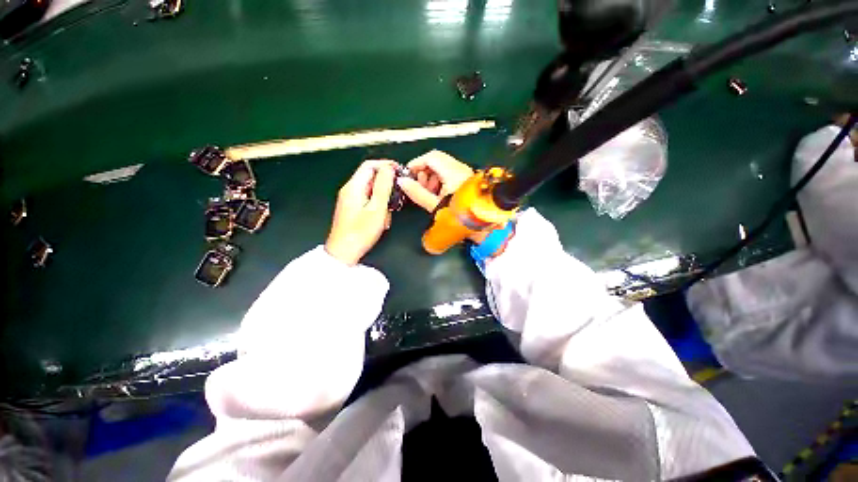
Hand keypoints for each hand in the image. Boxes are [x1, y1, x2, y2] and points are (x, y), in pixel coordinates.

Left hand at [325, 160, 395, 265]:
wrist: (344, 252)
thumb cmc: (361, 232)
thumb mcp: (377, 208)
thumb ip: (383, 187)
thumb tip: (389, 168)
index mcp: (353, 186)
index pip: (370, 165)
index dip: (386, 165)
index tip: (400, 172)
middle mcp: (350, 190)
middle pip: (371, 177)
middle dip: (386, 186)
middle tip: (398, 196)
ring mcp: (350, 199)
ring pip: (371, 190)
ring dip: (383, 199)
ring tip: (388, 213)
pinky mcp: (352, 208)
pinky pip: (368, 200)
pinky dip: (377, 207)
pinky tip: (381, 219)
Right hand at [396, 150, 473, 212]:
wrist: (480, 223)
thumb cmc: (459, 215)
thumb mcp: (435, 205)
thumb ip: (417, 192)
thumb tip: (403, 182)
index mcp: (453, 172)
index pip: (430, 157)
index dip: (416, 164)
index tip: (408, 175)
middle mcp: (460, 168)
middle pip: (436, 160)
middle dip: (424, 171)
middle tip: (419, 185)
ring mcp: (464, 173)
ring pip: (442, 166)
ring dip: (431, 176)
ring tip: (429, 192)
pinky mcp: (466, 179)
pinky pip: (449, 172)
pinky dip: (440, 180)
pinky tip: (438, 193)